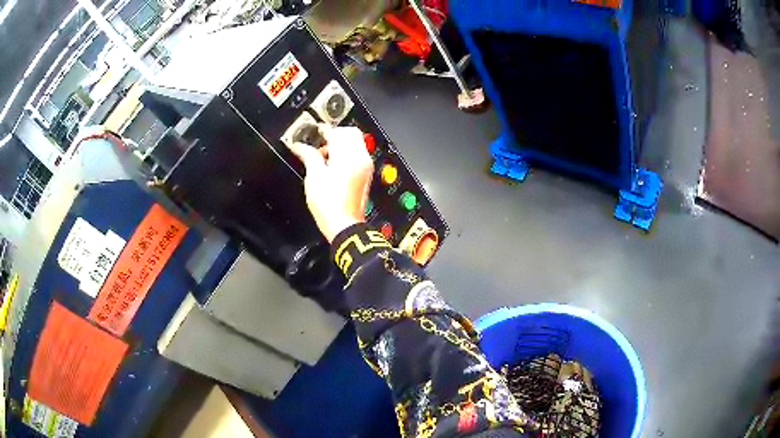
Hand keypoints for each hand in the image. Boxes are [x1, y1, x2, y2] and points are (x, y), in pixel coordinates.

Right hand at [288, 125, 373, 242]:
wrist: (344, 225)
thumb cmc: (329, 204)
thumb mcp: (314, 176)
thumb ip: (308, 155)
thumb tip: (300, 146)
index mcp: (348, 156)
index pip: (337, 132)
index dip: (323, 130)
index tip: (313, 131)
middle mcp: (361, 158)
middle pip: (350, 133)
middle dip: (335, 134)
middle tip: (320, 142)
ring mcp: (365, 167)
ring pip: (355, 143)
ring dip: (340, 144)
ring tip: (324, 156)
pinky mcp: (365, 175)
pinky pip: (358, 155)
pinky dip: (346, 154)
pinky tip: (333, 165)